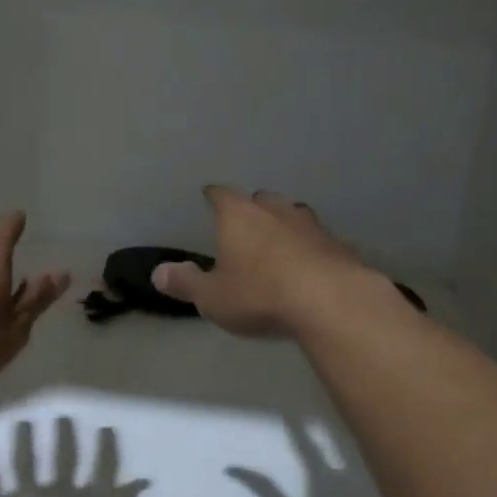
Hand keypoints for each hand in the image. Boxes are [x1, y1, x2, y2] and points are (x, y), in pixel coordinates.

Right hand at [151, 186, 383, 338]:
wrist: (330, 301)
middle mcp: (275, 210)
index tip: (209, 196)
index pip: (221, 195)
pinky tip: (312, 263)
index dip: (213, 196)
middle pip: (261, 199)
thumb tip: (157, 273)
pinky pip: (320, 240)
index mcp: (239, 216)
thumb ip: (185, 283)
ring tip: (280, 239)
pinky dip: (312, 248)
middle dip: (252, 208)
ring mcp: (311, 225)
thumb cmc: (260, 294)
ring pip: (294, 214)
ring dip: (285, 224)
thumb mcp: (212, 296)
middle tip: (245, 222)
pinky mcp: (339, 245)